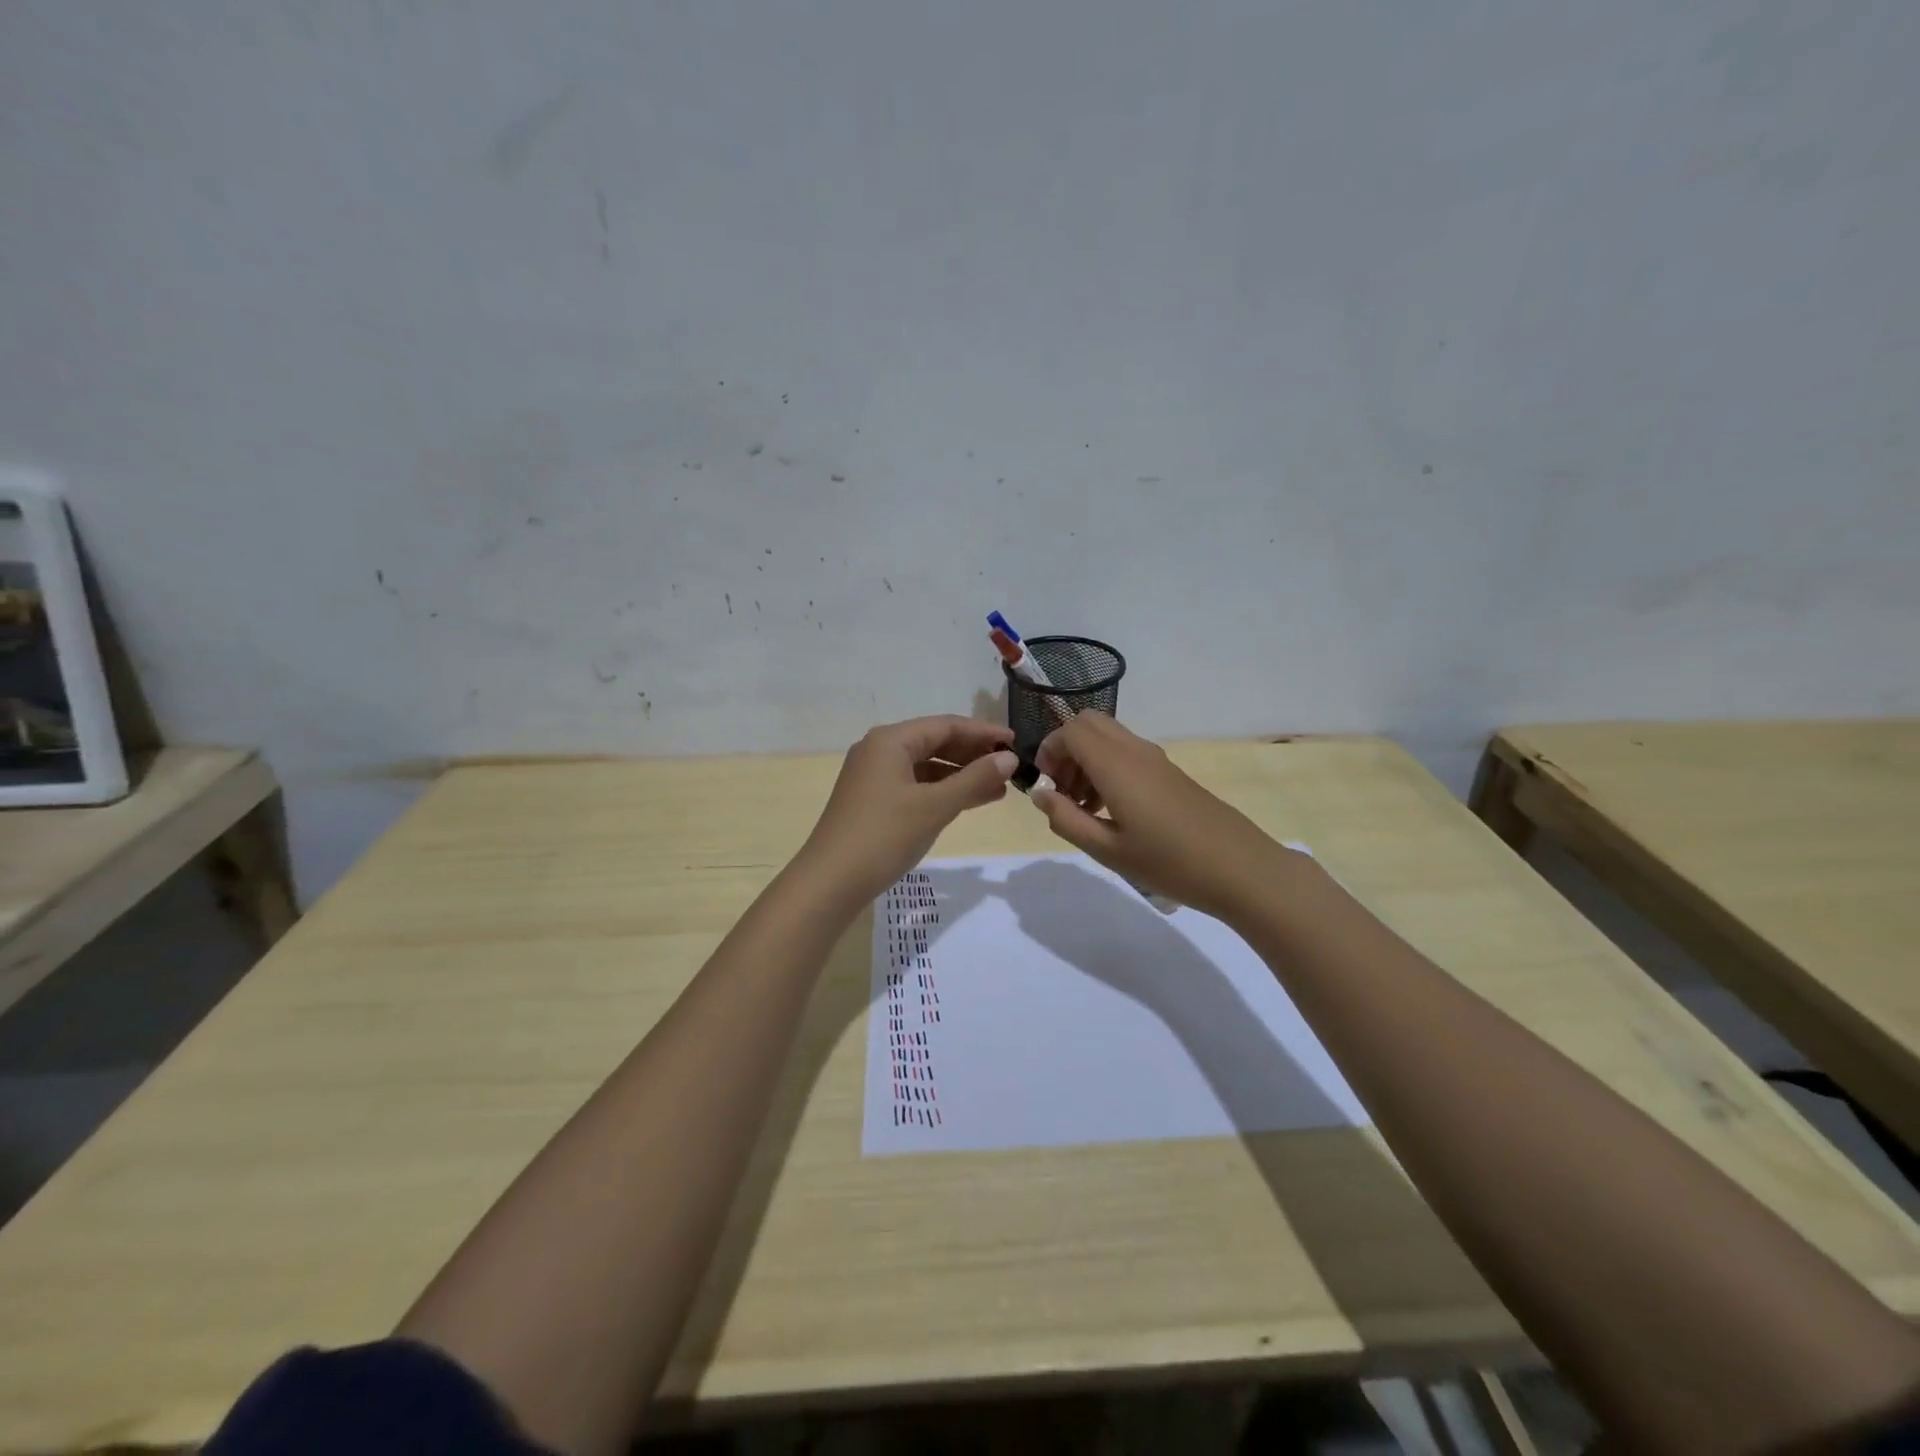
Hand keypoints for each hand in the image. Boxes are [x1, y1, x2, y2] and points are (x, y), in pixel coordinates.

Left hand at [800, 716, 1017, 904]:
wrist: (830, 882)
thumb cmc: (884, 835)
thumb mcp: (935, 806)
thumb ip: (975, 779)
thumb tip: (1009, 757)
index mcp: (890, 740)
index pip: (946, 725)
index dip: (983, 732)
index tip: (1016, 743)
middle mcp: (879, 750)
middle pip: (935, 742)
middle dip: (973, 754)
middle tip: (1010, 766)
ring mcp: (873, 776)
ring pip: (926, 766)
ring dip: (961, 775)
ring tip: (998, 788)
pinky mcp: (872, 800)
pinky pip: (915, 785)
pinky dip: (942, 791)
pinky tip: (966, 802)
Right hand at [1031, 713, 1299, 919]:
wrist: (1241, 869)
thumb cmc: (1169, 863)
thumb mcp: (1107, 850)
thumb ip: (1066, 819)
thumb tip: (1040, 793)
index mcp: (1116, 765)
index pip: (1071, 730)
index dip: (1049, 750)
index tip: (1045, 786)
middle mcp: (1135, 751)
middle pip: (1089, 723)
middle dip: (1066, 749)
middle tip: (1062, 790)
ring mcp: (1156, 759)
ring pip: (1108, 737)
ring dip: (1086, 760)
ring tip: (1084, 808)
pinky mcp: (1170, 773)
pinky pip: (1127, 753)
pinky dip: (1108, 768)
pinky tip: (1112, 812)